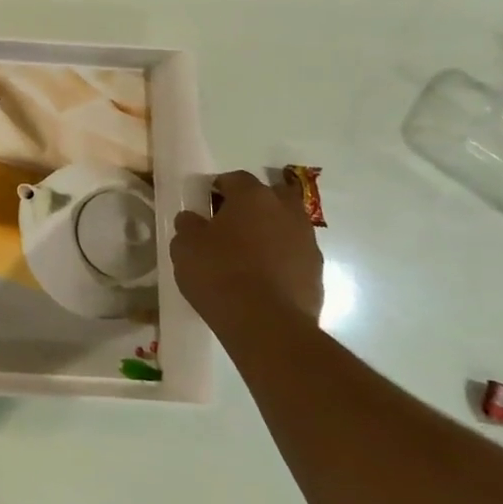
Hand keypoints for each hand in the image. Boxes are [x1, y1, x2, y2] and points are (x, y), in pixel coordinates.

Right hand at [170, 170, 324, 329]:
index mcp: (253, 196)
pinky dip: (281, 260)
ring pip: (287, 226)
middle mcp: (286, 211)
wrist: (266, 324)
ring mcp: (307, 242)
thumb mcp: (185, 246)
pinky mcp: (317, 273)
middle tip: (231, 224)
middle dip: (254, 205)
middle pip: (271, 195)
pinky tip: (262, 279)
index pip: (234, 178)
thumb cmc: (219, 273)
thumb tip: (194, 219)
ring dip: (270, 233)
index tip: (205, 206)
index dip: (218, 189)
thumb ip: (189, 225)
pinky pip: (295, 255)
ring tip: (247, 256)